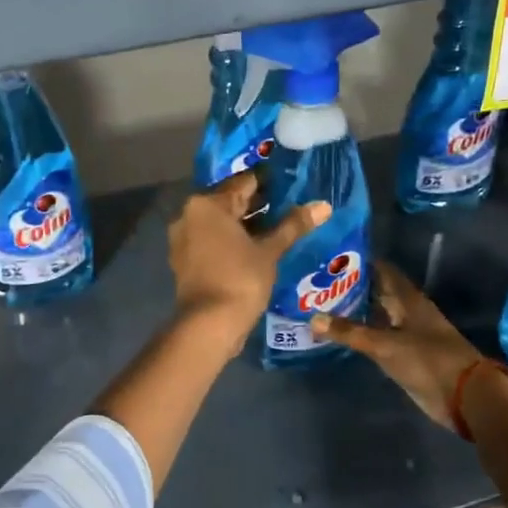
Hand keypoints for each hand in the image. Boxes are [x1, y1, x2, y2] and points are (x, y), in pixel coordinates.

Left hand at [168, 171, 328, 353]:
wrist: (209, 325)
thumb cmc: (240, 279)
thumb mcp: (269, 251)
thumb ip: (293, 225)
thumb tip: (324, 206)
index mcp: (206, 204)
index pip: (242, 183)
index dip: (268, 183)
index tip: (290, 183)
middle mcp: (189, 215)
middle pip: (228, 202)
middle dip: (257, 205)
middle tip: (289, 205)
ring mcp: (183, 239)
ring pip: (220, 223)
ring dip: (245, 225)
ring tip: (278, 227)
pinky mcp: (185, 261)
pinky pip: (212, 241)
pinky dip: (232, 241)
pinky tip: (256, 248)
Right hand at [308, 261, 487, 429]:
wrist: (464, 396)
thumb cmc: (428, 360)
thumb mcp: (385, 344)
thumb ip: (350, 332)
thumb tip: (312, 318)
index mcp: (408, 299)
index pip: (381, 270)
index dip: (359, 262)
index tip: (330, 258)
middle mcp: (407, 311)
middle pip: (377, 292)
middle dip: (351, 287)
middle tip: (318, 282)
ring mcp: (407, 333)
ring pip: (377, 315)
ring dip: (354, 311)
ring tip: (321, 305)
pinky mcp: (405, 355)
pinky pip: (378, 338)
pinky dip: (361, 334)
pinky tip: (340, 334)